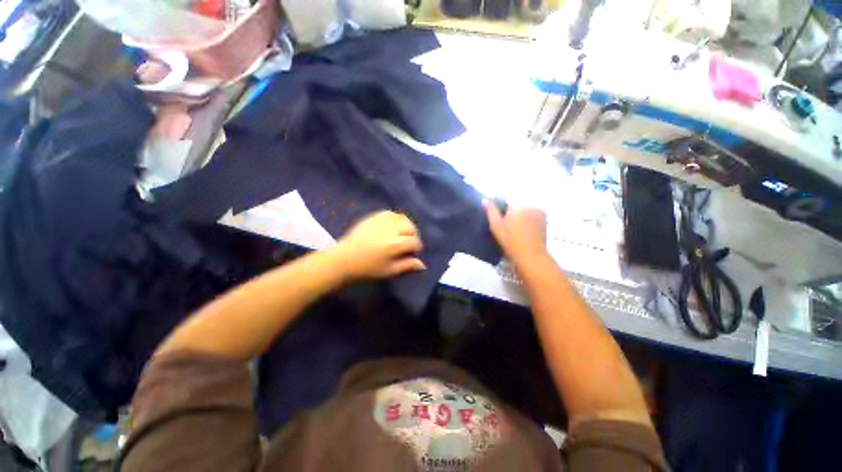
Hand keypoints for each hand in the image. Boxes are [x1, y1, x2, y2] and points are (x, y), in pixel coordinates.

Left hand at [332, 211, 425, 280]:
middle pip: (411, 227)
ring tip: (402, 234)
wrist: (345, 259)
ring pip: (402, 218)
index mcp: (394, 245)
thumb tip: (422, 264)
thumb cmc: (368, 268)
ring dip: (406, 225)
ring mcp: (381, 221)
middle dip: (413, 235)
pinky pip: (390, 213)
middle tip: (408, 243)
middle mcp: (390, 230)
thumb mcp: (389, 271)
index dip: (417, 248)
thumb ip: (407, 265)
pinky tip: (393, 226)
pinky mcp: (373, 217)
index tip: (412, 253)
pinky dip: (395, 218)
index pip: (414, 242)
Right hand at [485, 201, 548, 261]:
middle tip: (507, 226)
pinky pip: (533, 214)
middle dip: (511, 213)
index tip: (500, 220)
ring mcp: (539, 211)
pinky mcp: (544, 218)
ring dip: (520, 215)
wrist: (530, 254)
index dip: (502, 210)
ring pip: (525, 210)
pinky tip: (525, 229)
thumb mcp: (496, 226)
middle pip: (516, 205)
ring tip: (516, 229)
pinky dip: (528, 218)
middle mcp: (530, 205)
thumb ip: (491, 211)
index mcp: (517, 206)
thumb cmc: (510, 241)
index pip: (506, 202)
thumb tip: (485, 200)